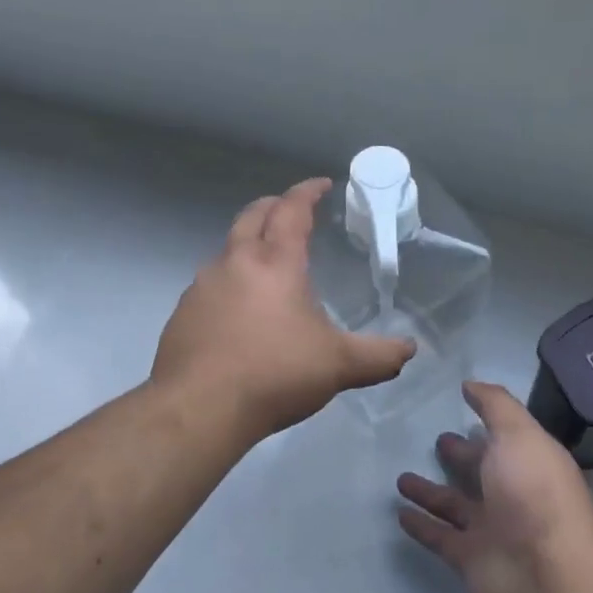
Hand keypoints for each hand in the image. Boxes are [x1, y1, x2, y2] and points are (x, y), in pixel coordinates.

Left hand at [151, 177, 415, 444]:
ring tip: (267, 266)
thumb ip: (379, 355)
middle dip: (273, 206)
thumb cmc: (275, 374)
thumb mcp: (338, 366)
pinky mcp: (182, 314)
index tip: (321, 184)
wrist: (199, 409)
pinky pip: (210, 285)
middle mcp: (235, 263)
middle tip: (290, 210)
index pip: (292, 210)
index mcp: (275, 263)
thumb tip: (410, 349)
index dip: (308, 192)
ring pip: (227, 250)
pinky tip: (238, 313)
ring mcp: (202, 287)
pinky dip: (229, 283)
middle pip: (252, 216)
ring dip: (248, 245)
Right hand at [396, 382, 592, 592]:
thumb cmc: (535, 492)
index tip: (461, 404)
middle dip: (462, 456)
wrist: (549, 576)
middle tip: (438, 441)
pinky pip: (440, 537)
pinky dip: (421, 525)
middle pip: (482, 471)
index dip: (486, 421)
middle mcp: (513, 494)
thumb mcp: (519, 434)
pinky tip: (399, 513)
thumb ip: (495, 406)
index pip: (504, 437)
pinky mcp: (470, 559)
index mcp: (530, 461)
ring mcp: (492, 529)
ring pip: (455, 505)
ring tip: (401, 478)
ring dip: (430, 492)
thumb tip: (470, 384)